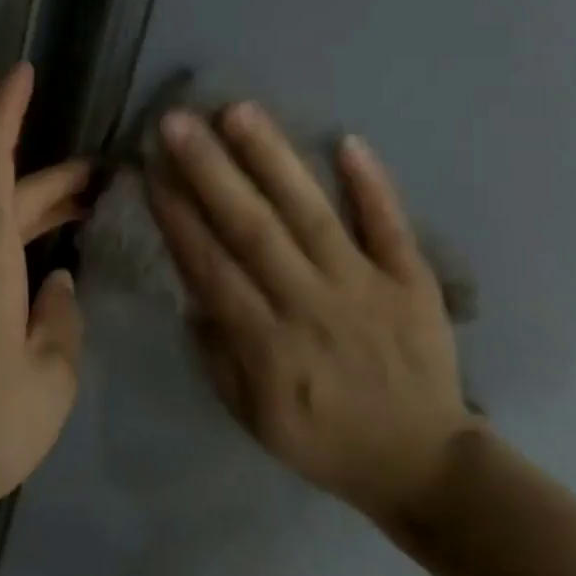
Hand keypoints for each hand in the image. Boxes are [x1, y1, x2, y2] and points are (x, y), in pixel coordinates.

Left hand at [0, 63, 90, 547]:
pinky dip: (11, 240)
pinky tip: (42, 262)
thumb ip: (61, 317)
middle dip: (53, 178)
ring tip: (84, 213)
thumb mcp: (49, 380)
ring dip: (33, 211)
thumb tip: (57, 282)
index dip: (6, 110)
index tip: (24, 72)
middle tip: (105, 179)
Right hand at [146, 102, 475, 527]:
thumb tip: (191, 292)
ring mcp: (364, 285)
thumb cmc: (324, 438)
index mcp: (267, 344)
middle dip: (210, 170)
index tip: (151, 170)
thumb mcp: (252, 415)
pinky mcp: (411, 279)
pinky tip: (348, 139)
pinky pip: (390, 225)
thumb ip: (218, 353)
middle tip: (177, 121)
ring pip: (311, 213)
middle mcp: (310, 304)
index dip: (178, 216)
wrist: (423, 463)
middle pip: (252, 228)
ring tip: (240, 111)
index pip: (211, 266)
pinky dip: (371, 183)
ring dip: (274, 159)